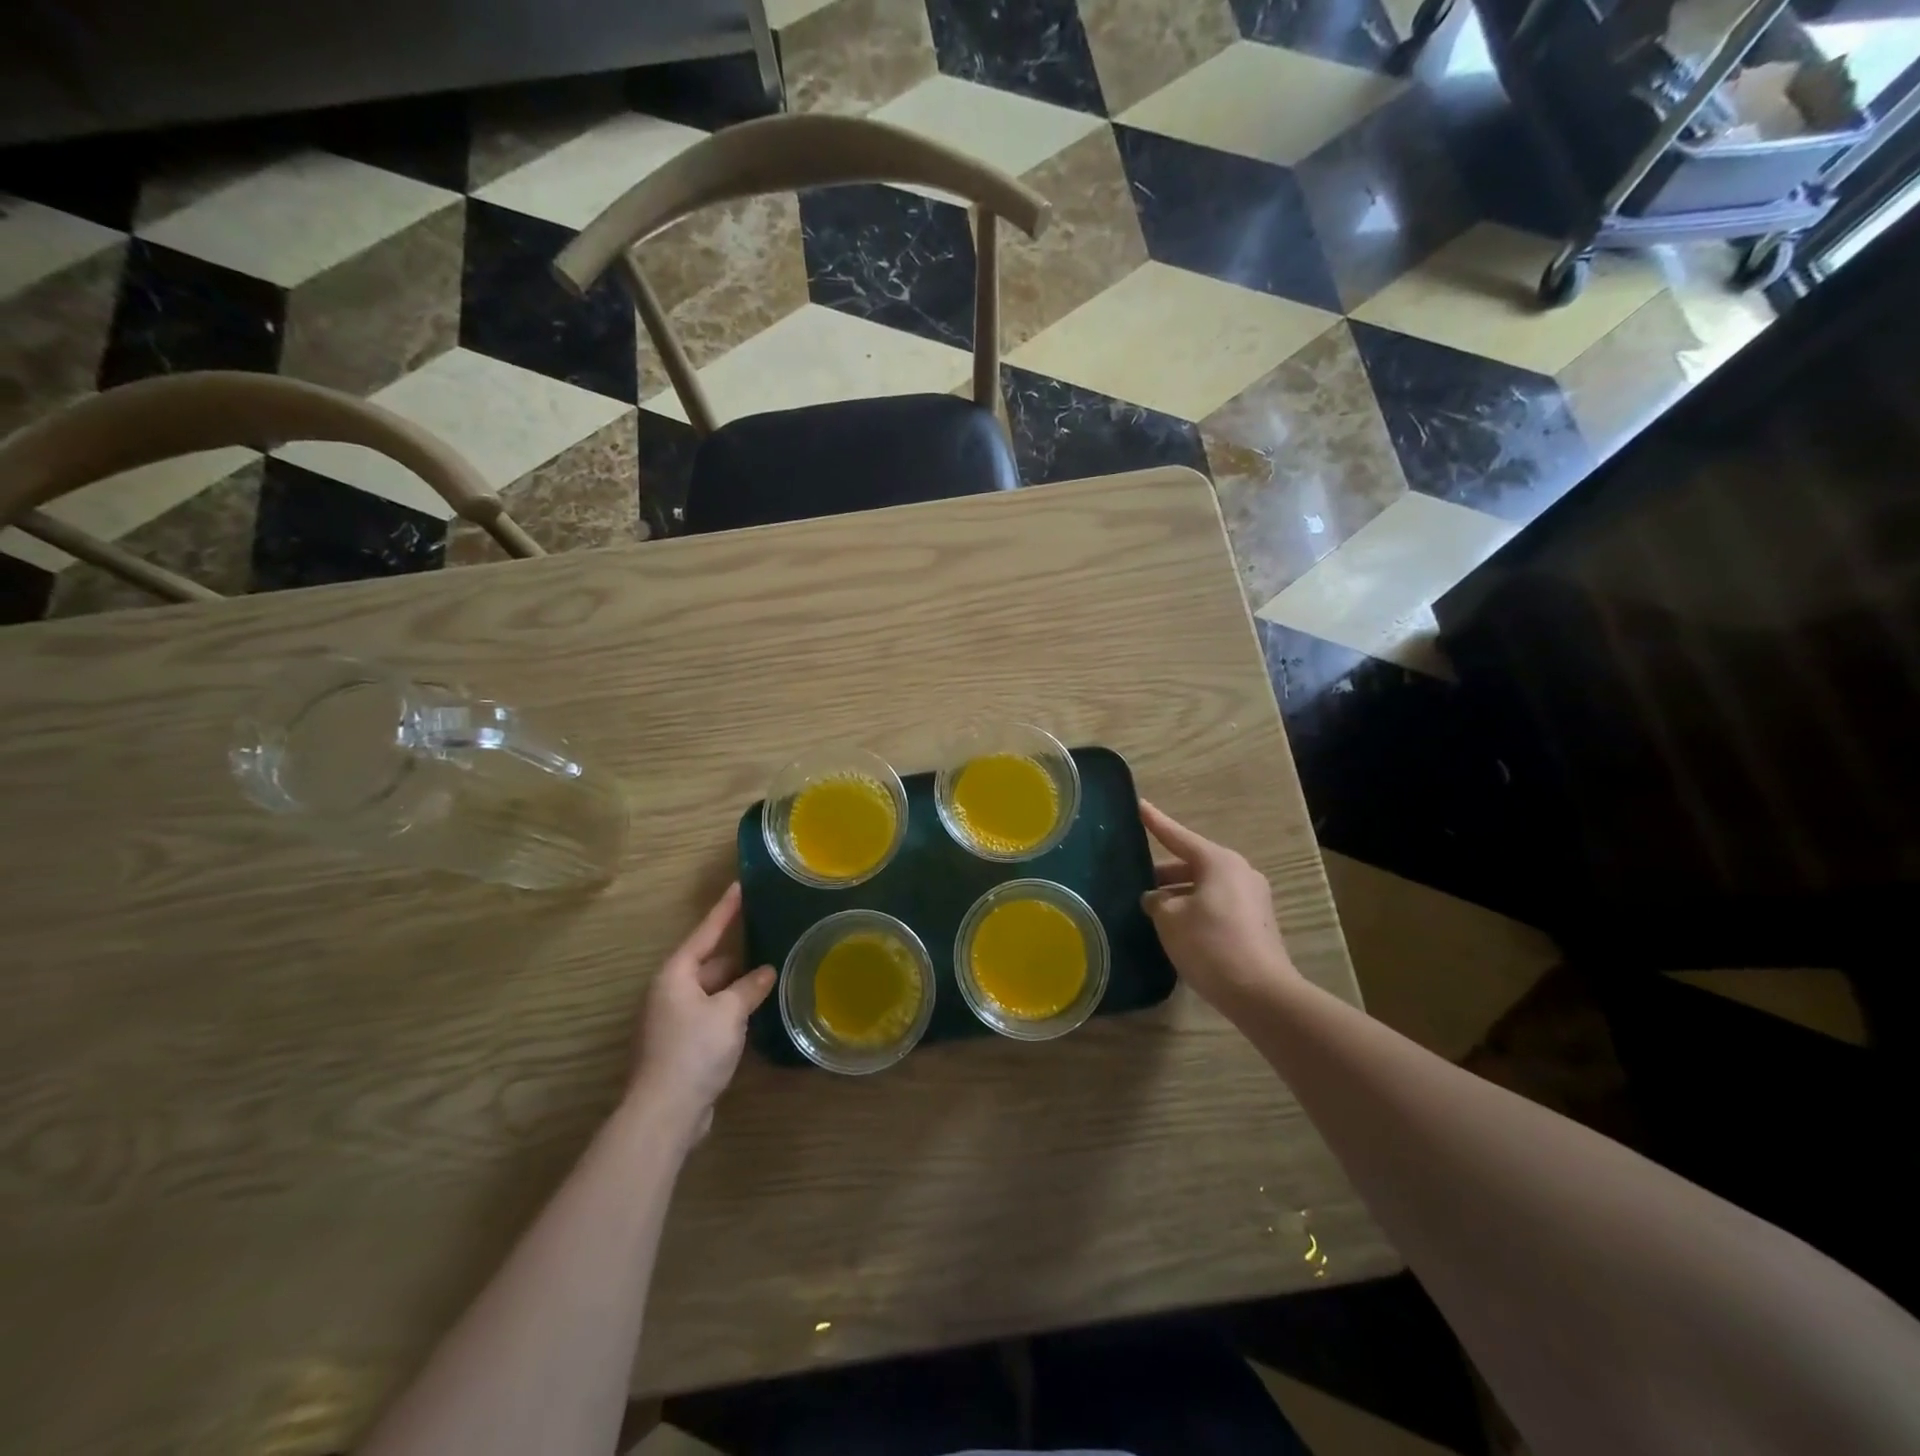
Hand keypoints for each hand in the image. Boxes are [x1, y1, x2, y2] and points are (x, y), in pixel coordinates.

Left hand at [629, 883, 775, 1142]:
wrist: (665, 1112)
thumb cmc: (694, 1050)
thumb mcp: (729, 1012)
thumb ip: (749, 988)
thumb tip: (766, 972)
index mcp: (675, 975)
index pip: (705, 933)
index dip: (725, 910)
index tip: (740, 886)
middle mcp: (670, 992)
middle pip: (709, 963)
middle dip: (738, 955)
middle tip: (768, 937)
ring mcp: (673, 1020)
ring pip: (712, 991)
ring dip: (737, 986)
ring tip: (770, 974)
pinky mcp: (681, 1046)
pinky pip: (711, 1014)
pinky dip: (731, 1009)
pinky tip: (755, 1011)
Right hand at [1139, 801, 1299, 1013]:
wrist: (1260, 993)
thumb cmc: (1210, 945)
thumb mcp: (1170, 919)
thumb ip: (1157, 901)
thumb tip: (1156, 899)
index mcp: (1218, 862)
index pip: (1177, 836)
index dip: (1155, 822)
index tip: (1138, 805)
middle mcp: (1239, 872)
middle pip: (1193, 864)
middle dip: (1165, 873)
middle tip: (1137, 880)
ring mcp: (1253, 898)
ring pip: (1205, 886)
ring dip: (1179, 894)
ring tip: (1153, 909)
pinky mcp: (1256, 923)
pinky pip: (1218, 905)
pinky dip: (1196, 909)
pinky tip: (1178, 928)